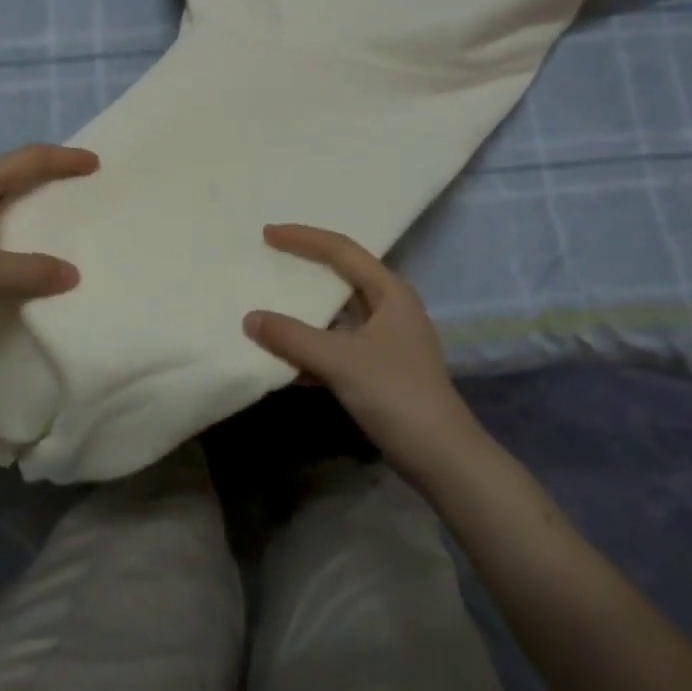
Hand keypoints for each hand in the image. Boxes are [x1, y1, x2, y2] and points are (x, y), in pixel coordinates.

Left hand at [0, 144, 97, 363]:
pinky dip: (8, 219)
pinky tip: (12, 242)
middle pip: (12, 170)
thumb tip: (72, 274)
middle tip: (77, 182)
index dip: (64, 159)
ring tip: (50, 209)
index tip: (94, 162)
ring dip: (25, 196)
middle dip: (47, 172)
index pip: (28, 160)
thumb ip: (31, 272)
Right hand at [244, 223, 483, 478]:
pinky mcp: (380, 367)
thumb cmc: (396, 394)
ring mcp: (387, 338)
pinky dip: (312, 343)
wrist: (441, 457)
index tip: (267, 233)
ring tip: (269, 301)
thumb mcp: (340, 361)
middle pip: (341, 275)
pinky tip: (285, 354)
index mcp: (390, 292)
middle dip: (305, 267)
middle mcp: (391, 307)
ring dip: (305, 310)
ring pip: (338, 312)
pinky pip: (337, 342)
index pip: (341, 250)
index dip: (303, 238)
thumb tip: (250, 318)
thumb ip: (292, 337)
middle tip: (269, 258)